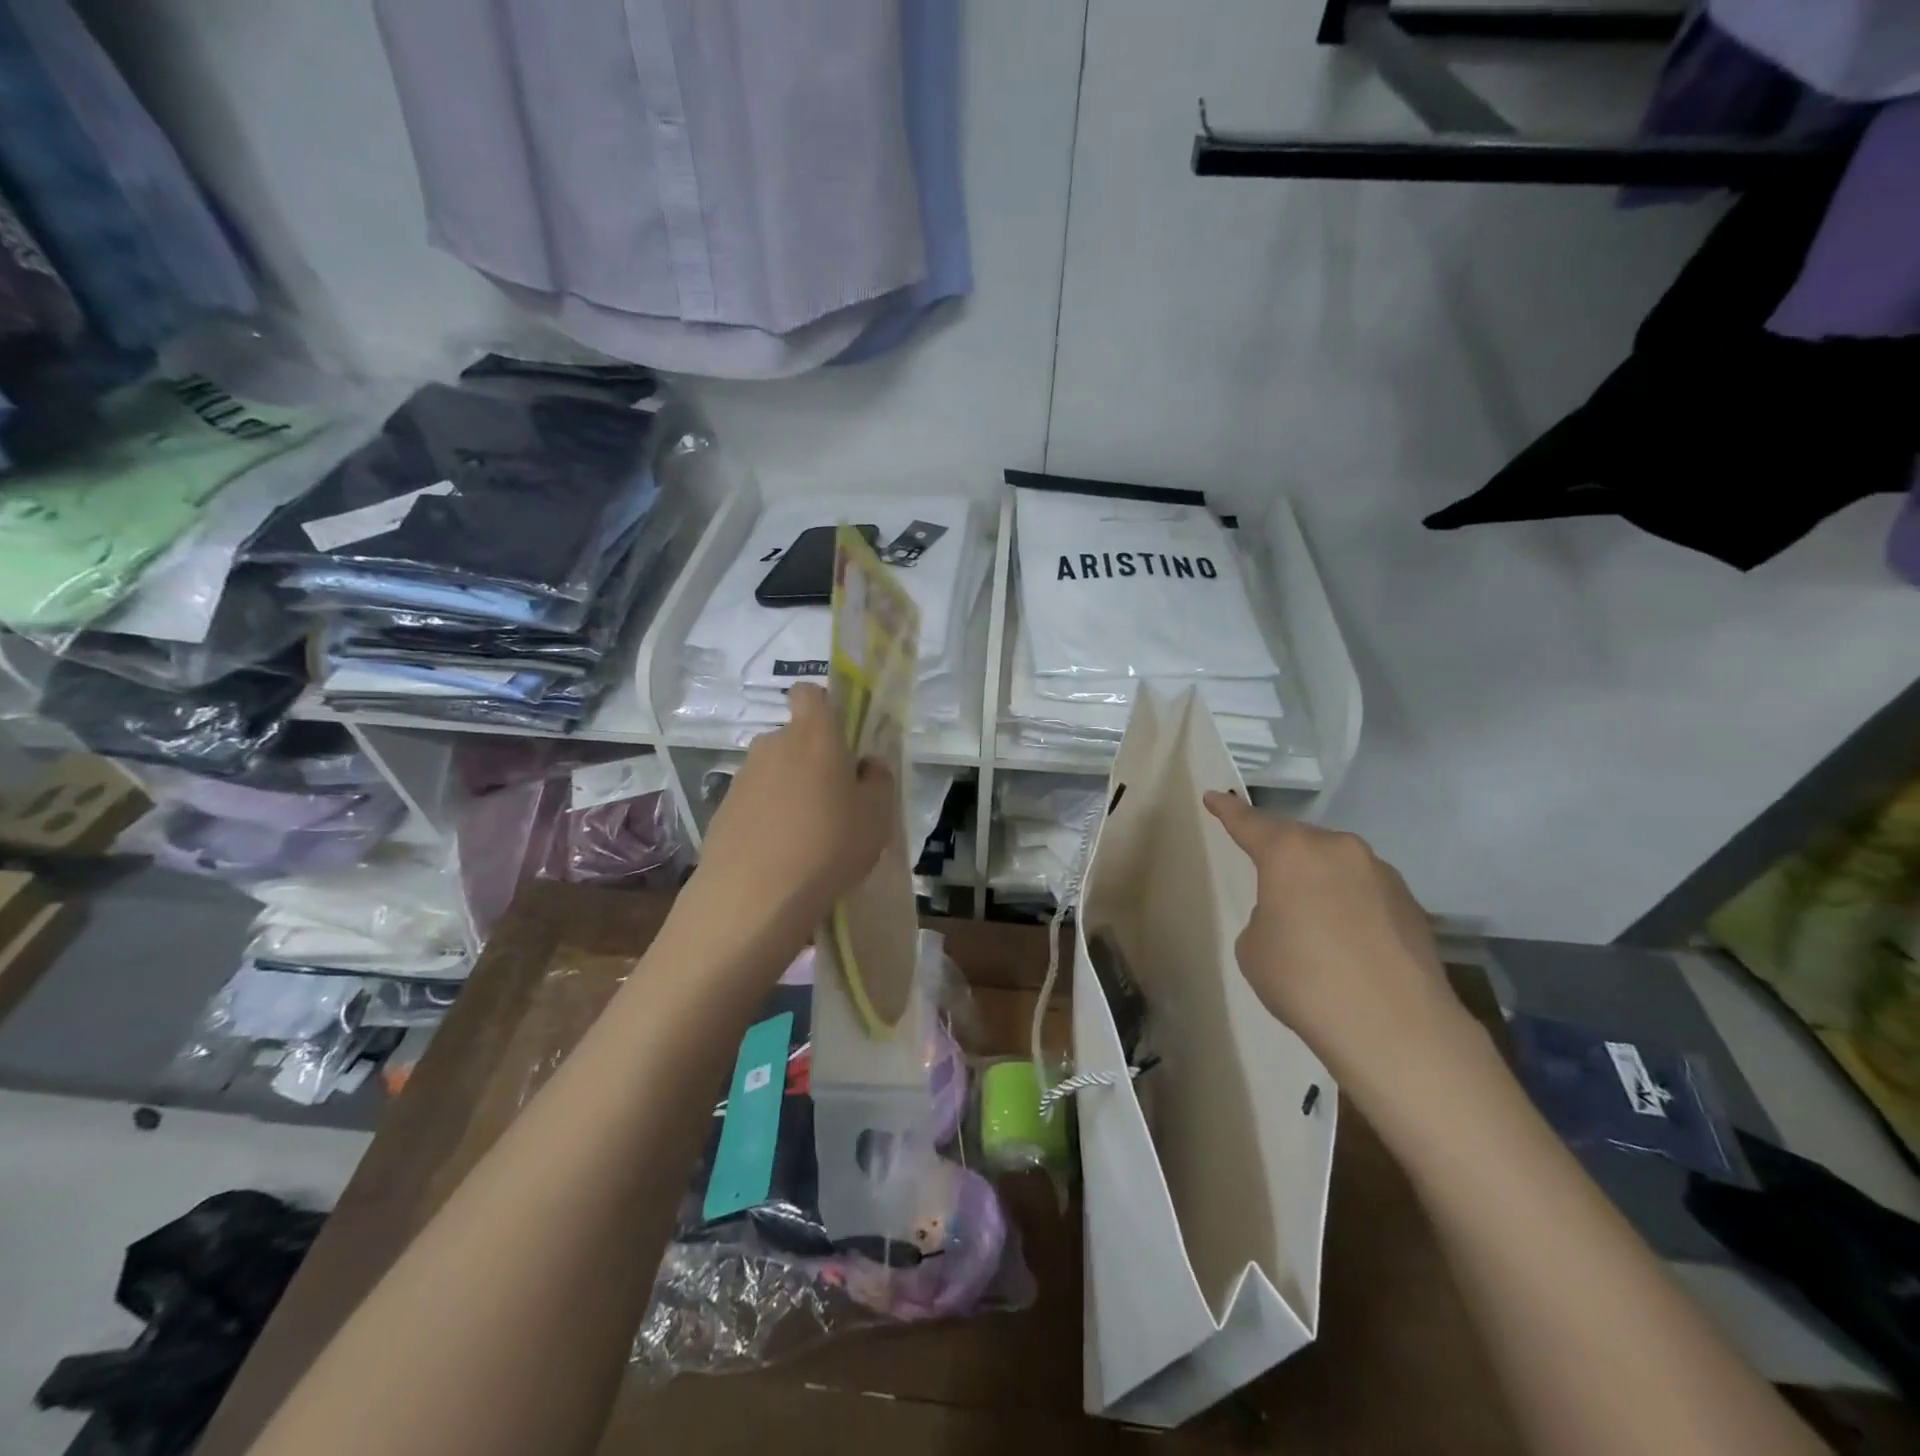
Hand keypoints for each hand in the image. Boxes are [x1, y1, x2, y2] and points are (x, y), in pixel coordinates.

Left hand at [697, 683, 898, 924]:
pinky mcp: (722, 811)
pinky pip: (754, 803)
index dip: (824, 707)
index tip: (840, 737)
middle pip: (794, 738)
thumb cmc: (829, 844)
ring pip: (773, 772)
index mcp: (814, 735)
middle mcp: (773, 745)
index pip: (810, 693)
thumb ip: (878, 780)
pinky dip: (767, 818)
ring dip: (789, 791)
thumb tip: (868, 764)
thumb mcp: (877, 815)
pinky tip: (780, 855)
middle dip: (812, 759)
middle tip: (834, 800)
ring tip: (807, 836)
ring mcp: (742, 778)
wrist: (754, 895)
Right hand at [1204, 792, 1471, 1088]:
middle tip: (1270, 880)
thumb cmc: (1303, 980)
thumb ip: (1266, 916)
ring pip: (1338, 866)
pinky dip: (1352, 907)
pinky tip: (1351, 944)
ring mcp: (1382, 874)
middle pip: (1300, 842)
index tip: (1214, 796)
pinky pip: (1367, 893)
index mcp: (1290, 852)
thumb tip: (1296, 915)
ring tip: (1314, 921)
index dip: (1228, 811)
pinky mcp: (1412, 905)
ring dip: (1322, 882)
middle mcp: (1339, 850)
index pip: (1249, 823)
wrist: (1394, 1028)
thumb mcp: (1254, 947)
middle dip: (1283, 856)